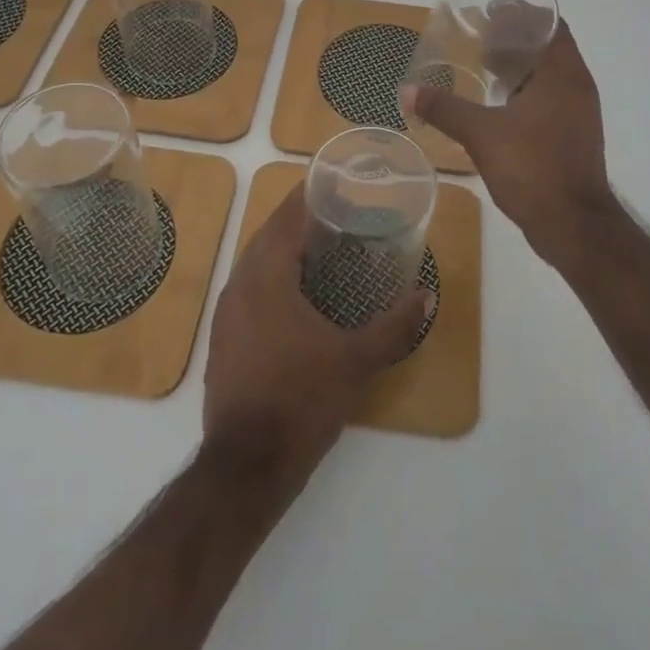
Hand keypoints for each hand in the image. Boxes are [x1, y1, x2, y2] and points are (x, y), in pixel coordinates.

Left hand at [202, 183, 435, 485]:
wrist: (245, 467)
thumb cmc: (301, 400)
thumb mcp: (355, 361)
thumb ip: (394, 326)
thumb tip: (426, 296)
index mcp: (266, 276)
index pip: (286, 216)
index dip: (309, 194)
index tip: (335, 182)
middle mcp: (239, 284)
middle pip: (268, 235)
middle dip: (300, 220)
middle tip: (338, 215)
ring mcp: (226, 313)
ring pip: (255, 263)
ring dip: (284, 249)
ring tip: (322, 249)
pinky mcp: (223, 339)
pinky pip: (248, 289)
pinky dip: (272, 278)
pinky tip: (297, 297)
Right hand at [403, 19, 616, 269]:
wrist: (574, 226)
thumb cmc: (533, 168)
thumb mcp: (482, 135)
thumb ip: (445, 108)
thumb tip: (407, 91)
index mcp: (562, 74)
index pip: (549, 24)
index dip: (520, 12)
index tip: (489, 10)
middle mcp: (576, 86)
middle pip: (548, 45)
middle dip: (514, 36)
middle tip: (478, 33)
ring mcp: (578, 112)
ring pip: (549, 73)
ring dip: (520, 63)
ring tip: (484, 63)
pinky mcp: (573, 134)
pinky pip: (549, 96)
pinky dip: (525, 88)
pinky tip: (499, 101)